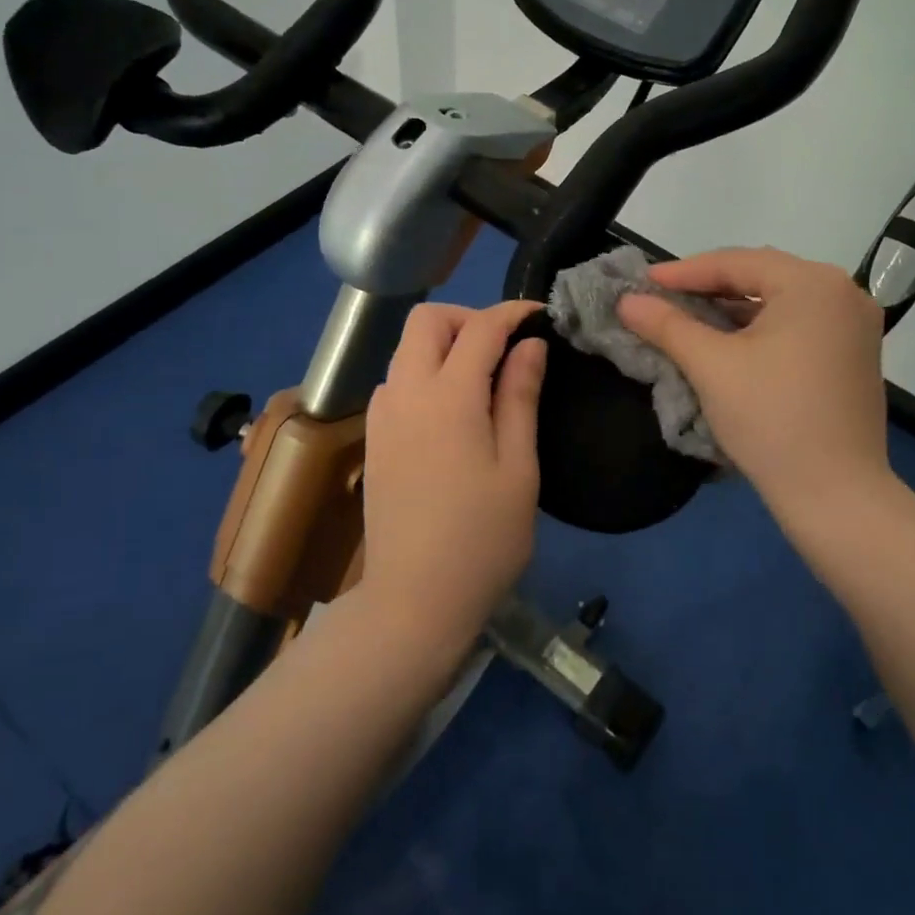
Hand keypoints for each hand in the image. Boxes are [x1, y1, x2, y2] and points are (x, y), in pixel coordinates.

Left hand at [361, 300, 546, 649]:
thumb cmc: (482, 539)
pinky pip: (397, 381)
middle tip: (505, 348)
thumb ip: (520, 397)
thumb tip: (530, 346)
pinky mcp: (374, 438)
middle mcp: (405, 394)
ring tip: (483, 379)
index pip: (480, 328)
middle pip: (427, 321)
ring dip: (445, 344)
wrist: (414, 601)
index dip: (512, 313)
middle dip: (469, 319)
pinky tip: (451, 410)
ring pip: (407, 349)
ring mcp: (382, 416)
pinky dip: (426, 372)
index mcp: (448, 398)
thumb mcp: (518, 468)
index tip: (540, 316)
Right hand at [618, 248, 892, 537]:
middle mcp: (844, 292)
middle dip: (709, 287)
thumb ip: (667, 325)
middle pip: (762, 277)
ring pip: (781, 303)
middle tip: (663, 298)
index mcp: (814, 284)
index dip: (684, 272)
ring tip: (688, 318)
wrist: (835, 495)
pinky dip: (761, 329)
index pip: (737, 262)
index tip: (643, 282)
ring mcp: (856, 325)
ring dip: (733, 310)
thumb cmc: (771, 419)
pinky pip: (799, 325)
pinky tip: (729, 341)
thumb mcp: (711, 366)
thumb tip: (627, 300)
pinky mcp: (855, 355)